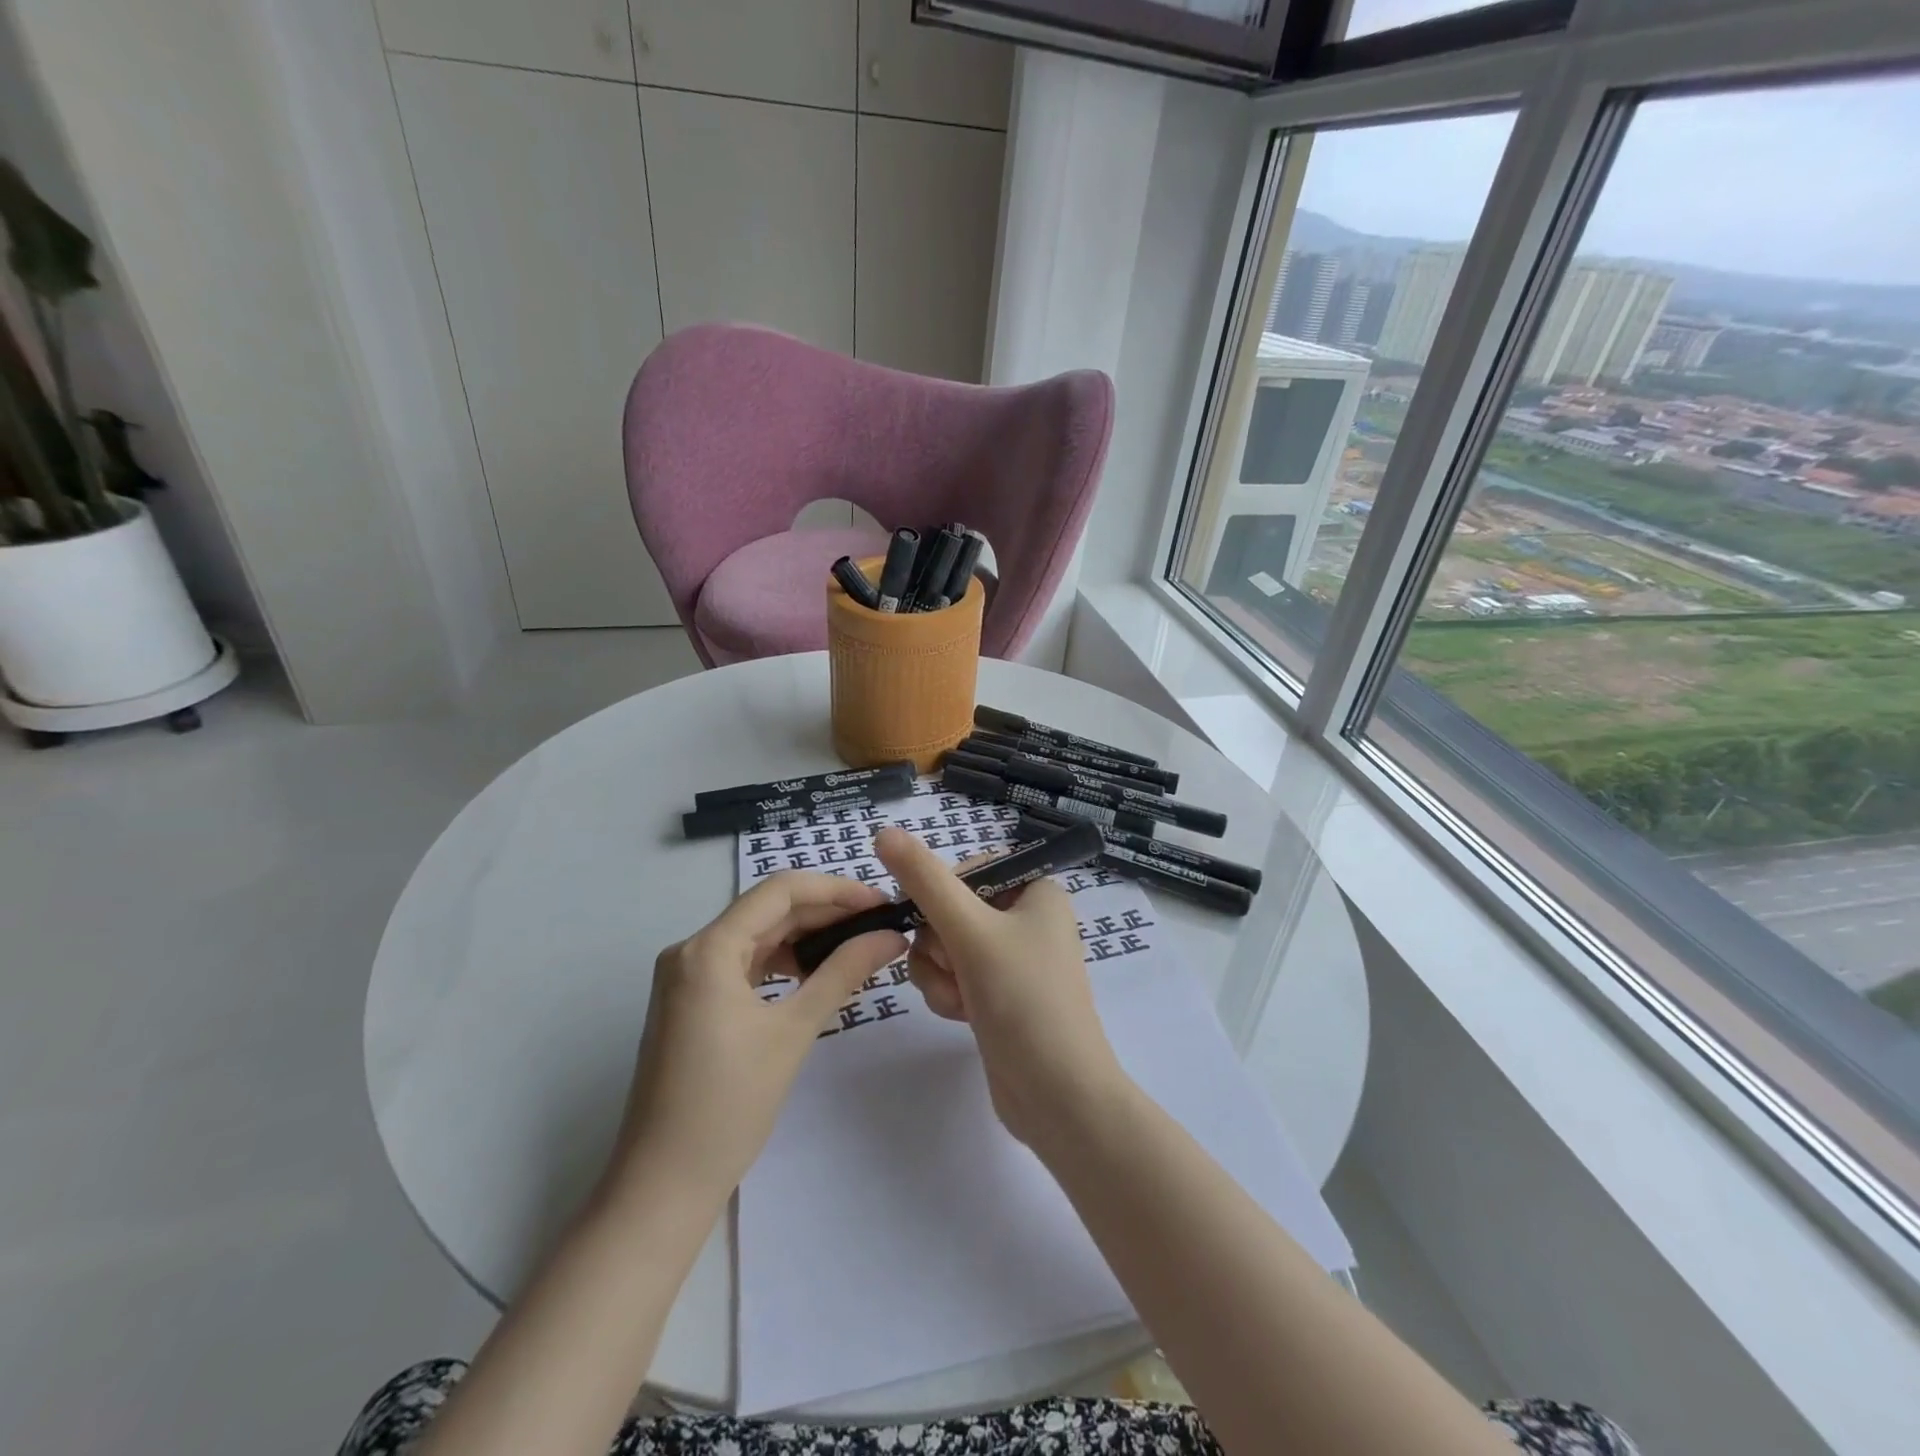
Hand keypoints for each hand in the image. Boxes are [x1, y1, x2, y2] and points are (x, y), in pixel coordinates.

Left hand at [607, 872, 907, 1202]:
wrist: (663, 1185)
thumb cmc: (729, 1105)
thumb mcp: (793, 1032)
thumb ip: (843, 972)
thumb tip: (890, 936)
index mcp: (708, 949)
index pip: (779, 891)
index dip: (834, 889)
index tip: (879, 903)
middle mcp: (690, 951)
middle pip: (767, 911)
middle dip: (825, 913)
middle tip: (879, 925)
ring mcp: (686, 978)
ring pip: (757, 937)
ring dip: (805, 937)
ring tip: (856, 946)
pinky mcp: (690, 1002)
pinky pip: (743, 965)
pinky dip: (782, 963)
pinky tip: (816, 974)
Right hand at [873, 827, 1125, 1146]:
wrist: (1058, 1096)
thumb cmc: (1024, 1000)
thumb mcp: (971, 932)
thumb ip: (925, 881)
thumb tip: (884, 832)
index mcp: (1036, 889)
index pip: (969, 868)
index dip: (942, 895)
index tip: (938, 924)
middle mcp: (1026, 918)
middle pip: (951, 909)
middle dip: (940, 944)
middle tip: (959, 967)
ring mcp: (1012, 959)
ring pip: (944, 945)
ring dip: (940, 972)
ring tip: (962, 999)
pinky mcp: (998, 994)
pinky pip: (953, 975)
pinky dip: (948, 993)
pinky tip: (963, 1016)